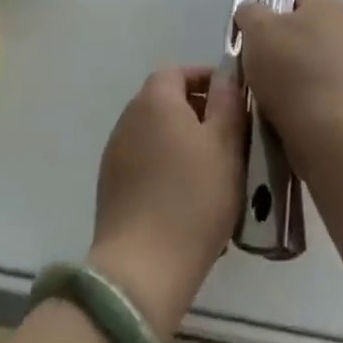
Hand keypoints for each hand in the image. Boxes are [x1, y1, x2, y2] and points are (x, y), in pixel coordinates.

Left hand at [90, 66, 243, 337]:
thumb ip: (228, 101)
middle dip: (197, 112)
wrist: (142, 270)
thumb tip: (225, 76)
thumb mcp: (226, 144)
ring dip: (182, 141)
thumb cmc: (193, 198)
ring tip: (212, 171)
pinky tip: (186, 198)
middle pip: (165, 101)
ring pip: (156, 133)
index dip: (206, 79)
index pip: (178, 71)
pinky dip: (165, 167)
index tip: (232, 101)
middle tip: (229, 137)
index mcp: (155, 100)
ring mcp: (115, 154)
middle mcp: (129, 118)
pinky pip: (144, 162)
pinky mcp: (110, 188)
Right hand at [235, 0, 342, 156]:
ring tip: (268, 94)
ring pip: (307, 62)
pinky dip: (302, 97)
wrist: (329, 131)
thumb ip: (249, 12)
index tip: (254, 38)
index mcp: (330, 3)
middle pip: (300, 31)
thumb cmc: (292, 69)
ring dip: (288, 76)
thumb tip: (251, 14)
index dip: (269, 15)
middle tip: (256, 66)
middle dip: (277, 48)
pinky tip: (285, 111)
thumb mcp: (257, 28)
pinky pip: (318, 88)